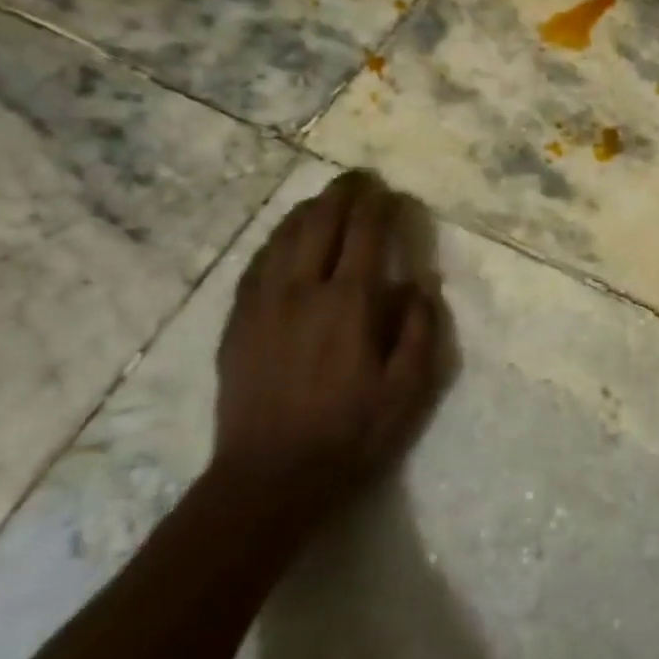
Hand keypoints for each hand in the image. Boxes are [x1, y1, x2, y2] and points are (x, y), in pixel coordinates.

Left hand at [214, 170, 444, 509]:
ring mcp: (262, 303)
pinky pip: (256, 263)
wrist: (269, 479)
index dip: (380, 206)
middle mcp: (302, 289)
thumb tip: (417, 283)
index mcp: (348, 303)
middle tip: (359, 179)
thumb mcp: (409, 391)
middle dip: (342, 193)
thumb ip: (420, 329)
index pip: (366, 233)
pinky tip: (284, 239)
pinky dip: (276, 239)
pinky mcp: (238, 322)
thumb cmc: (350, 435)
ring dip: (308, 210)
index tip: (392, 193)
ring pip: (283, 236)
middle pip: (320, 222)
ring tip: (325, 199)